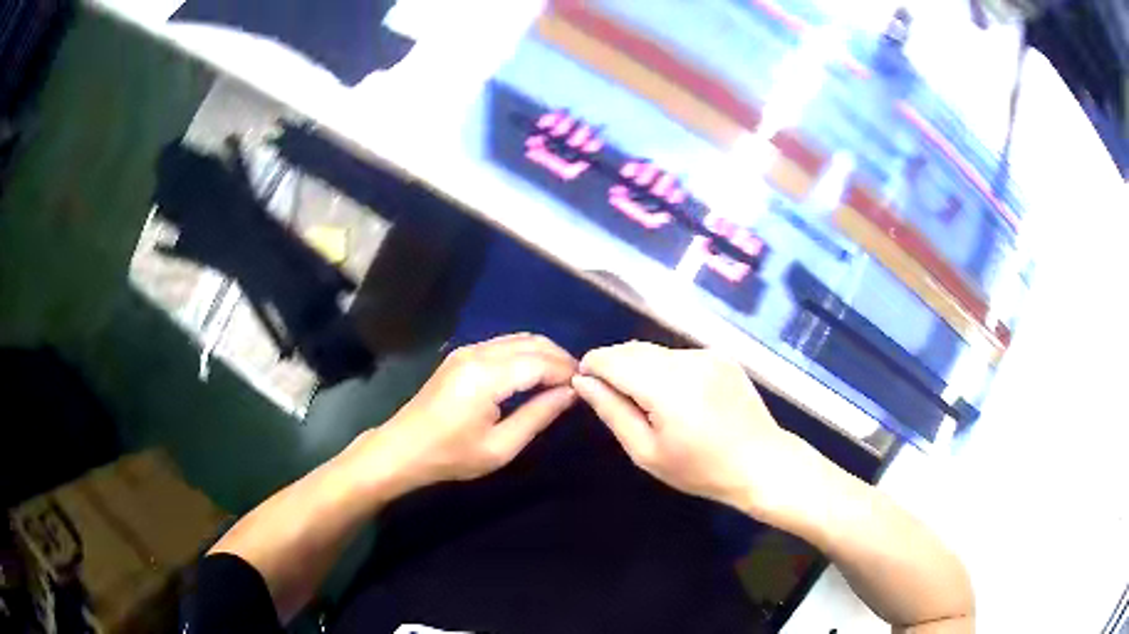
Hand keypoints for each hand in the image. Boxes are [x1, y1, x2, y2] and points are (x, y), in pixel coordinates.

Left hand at [356, 334, 577, 496]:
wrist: (403, 449)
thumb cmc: (451, 455)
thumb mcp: (500, 447)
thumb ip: (538, 416)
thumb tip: (570, 393)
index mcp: (487, 376)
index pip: (541, 361)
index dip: (567, 371)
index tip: (587, 387)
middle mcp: (478, 353)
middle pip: (532, 343)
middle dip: (560, 358)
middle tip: (579, 383)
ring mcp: (467, 351)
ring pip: (518, 339)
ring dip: (543, 354)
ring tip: (561, 380)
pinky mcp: (461, 356)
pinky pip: (503, 345)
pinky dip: (525, 354)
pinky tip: (533, 375)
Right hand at [572, 341, 802, 518]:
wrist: (761, 462)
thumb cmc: (700, 469)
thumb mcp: (647, 452)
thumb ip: (612, 412)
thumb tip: (583, 382)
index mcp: (668, 387)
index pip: (614, 360)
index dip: (593, 365)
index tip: (584, 382)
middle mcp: (687, 360)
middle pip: (634, 349)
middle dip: (614, 365)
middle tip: (610, 395)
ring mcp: (707, 354)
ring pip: (656, 351)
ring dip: (639, 366)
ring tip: (645, 400)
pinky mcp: (721, 356)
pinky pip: (679, 355)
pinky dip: (665, 368)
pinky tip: (675, 396)